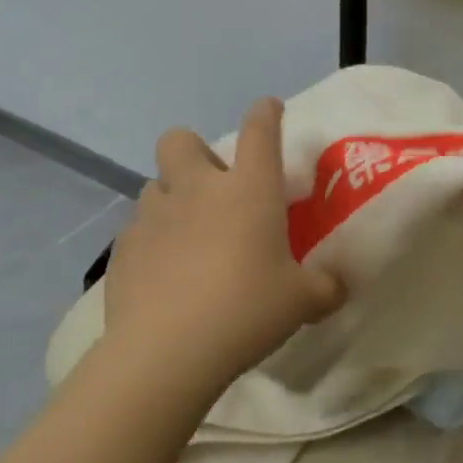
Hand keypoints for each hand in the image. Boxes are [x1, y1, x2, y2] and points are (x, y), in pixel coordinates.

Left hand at [99, 98, 343, 393]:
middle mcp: (198, 189)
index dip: (266, 112)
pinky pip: (136, 230)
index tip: (270, 109)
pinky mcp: (123, 250)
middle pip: (180, 140)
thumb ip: (325, 287)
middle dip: (193, 152)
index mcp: (249, 188)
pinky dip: (150, 242)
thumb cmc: (246, 310)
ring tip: (185, 235)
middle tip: (212, 186)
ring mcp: (154, 216)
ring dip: (171, 199)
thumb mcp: (302, 302)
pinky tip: (161, 274)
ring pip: (154, 185)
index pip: (260, 129)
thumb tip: (339, 287)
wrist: (166, 353)